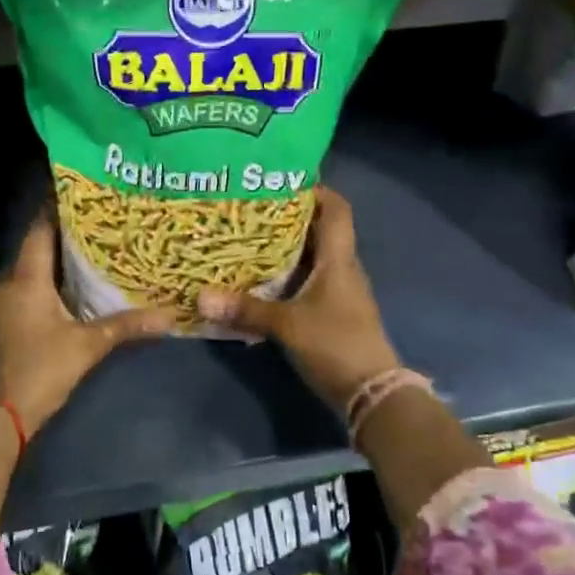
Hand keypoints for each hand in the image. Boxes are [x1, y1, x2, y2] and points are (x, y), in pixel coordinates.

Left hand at [0, 212, 176, 434]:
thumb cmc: (38, 371)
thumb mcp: (86, 347)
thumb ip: (125, 327)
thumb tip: (169, 316)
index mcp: (26, 279)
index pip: (40, 230)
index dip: (57, 210)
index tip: (81, 197)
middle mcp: (6, 284)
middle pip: (35, 252)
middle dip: (63, 241)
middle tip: (96, 231)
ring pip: (27, 276)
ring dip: (51, 270)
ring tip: (85, 261)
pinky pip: (20, 297)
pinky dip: (40, 292)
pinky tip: (62, 298)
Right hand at [197, 187, 399, 409]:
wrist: (372, 393)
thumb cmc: (336, 344)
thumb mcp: (287, 325)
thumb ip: (245, 310)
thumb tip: (201, 297)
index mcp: (339, 259)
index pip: (336, 209)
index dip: (316, 190)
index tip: (281, 181)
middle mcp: (342, 268)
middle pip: (319, 230)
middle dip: (287, 217)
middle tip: (249, 209)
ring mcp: (340, 292)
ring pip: (312, 257)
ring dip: (285, 248)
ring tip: (247, 239)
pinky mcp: (333, 312)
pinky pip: (308, 281)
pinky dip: (286, 275)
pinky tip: (260, 280)